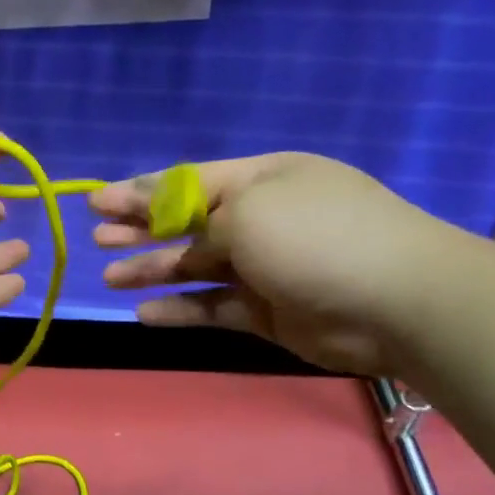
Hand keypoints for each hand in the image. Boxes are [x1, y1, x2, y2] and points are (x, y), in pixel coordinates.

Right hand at [90, 153, 472, 376]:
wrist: (396, 303)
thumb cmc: (316, 239)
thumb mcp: (248, 211)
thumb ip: (198, 219)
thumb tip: (171, 224)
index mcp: (263, 180)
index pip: (188, 183)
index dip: (139, 192)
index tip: (98, 203)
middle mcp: (261, 219)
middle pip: (187, 224)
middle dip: (140, 230)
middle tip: (97, 239)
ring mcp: (264, 267)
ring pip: (194, 267)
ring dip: (151, 270)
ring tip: (109, 279)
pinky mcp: (266, 311)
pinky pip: (212, 306)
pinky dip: (179, 309)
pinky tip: (144, 313)